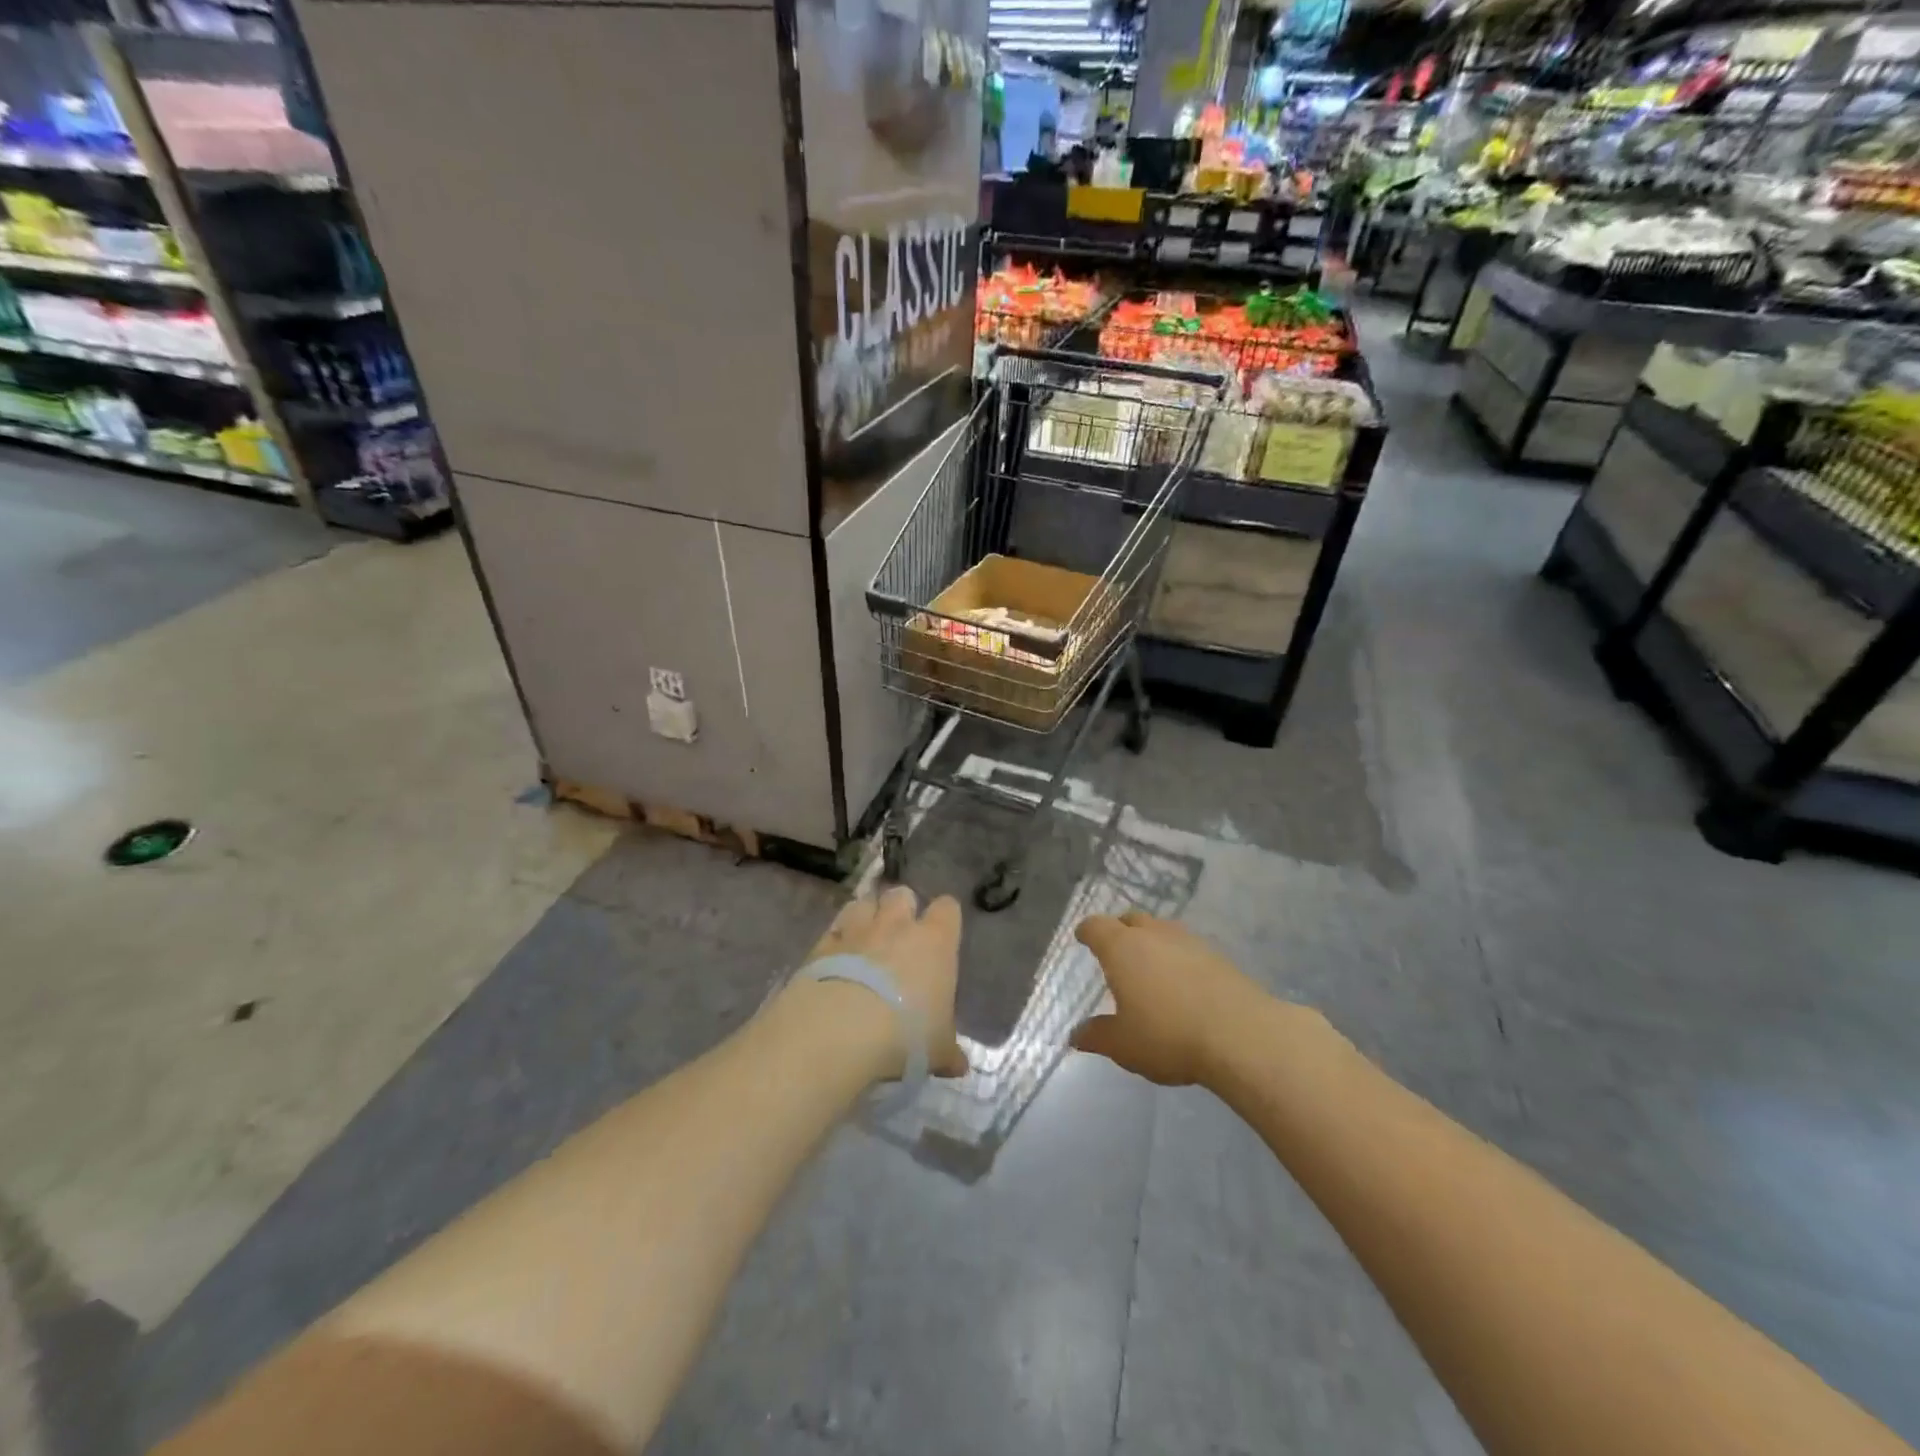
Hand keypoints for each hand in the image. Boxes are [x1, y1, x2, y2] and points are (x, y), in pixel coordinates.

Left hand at [803, 886, 968, 1079]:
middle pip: (901, 894)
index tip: (942, 935)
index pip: (947, 908)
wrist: (840, 1029)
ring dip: (866, 915)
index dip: (944, 919)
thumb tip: (959, 1065)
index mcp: (935, 941)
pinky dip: (836, 937)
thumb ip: (948, 1052)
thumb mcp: (937, 1051)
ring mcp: (857, 930)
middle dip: (901, 908)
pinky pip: (834, 928)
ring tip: (865, 939)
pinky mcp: (823, 943)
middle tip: (900, 935)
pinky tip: (835, 957)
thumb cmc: (906, 1034)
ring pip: (864, 902)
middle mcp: (897, 925)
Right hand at [1071, 911, 1270, 1086]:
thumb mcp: (1123, 1045)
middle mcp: (1153, 934)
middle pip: (1130, 919)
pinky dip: (1177, 957)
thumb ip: (1097, 1036)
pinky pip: (1187, 947)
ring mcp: (1188, 941)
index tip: (1082, 937)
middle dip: (1119, 930)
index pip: (1096, 927)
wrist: (1241, 1035)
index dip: (1087, 931)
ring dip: (1151, 941)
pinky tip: (1182, 982)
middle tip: (1115, 951)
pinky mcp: (1218, 955)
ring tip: (1150, 966)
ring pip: (1162, 930)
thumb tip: (1077, 1035)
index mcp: (1122, 948)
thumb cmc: (1168, 1035)